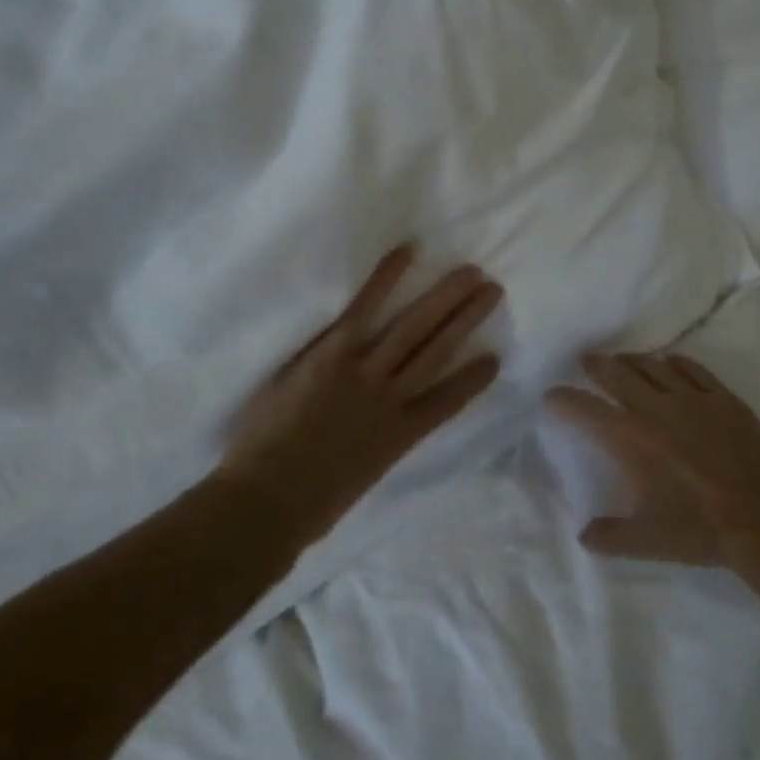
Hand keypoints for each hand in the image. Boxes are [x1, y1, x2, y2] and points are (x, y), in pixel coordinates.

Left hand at [219, 245, 502, 541]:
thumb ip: (371, 452)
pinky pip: (364, 309)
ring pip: (415, 328)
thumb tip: (373, 439)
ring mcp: (365, 373)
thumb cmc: (304, 507)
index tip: (494, 358)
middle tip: (493, 290)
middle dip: (468, 319)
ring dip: (446, 298)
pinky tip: (407, 252)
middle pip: (439, 351)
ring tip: (471, 273)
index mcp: (399, 436)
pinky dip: (386, 279)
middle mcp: (392, 399)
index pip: (447, 402)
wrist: (265, 504)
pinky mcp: (333, 353)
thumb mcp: (353, 482)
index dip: (473, 379)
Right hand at [548, 353, 759, 568]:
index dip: (564, 400)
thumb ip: (612, 536)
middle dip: (596, 364)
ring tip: (623, 360)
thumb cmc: (704, 529)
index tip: (551, 395)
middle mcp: (655, 409)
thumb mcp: (651, 541)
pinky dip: (674, 363)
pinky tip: (670, 364)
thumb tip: (584, 536)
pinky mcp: (722, 397)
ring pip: (652, 365)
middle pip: (616, 374)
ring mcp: (691, 398)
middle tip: (585, 359)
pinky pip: (691, 368)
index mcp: (631, 440)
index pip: (586, 410)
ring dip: (632, 360)